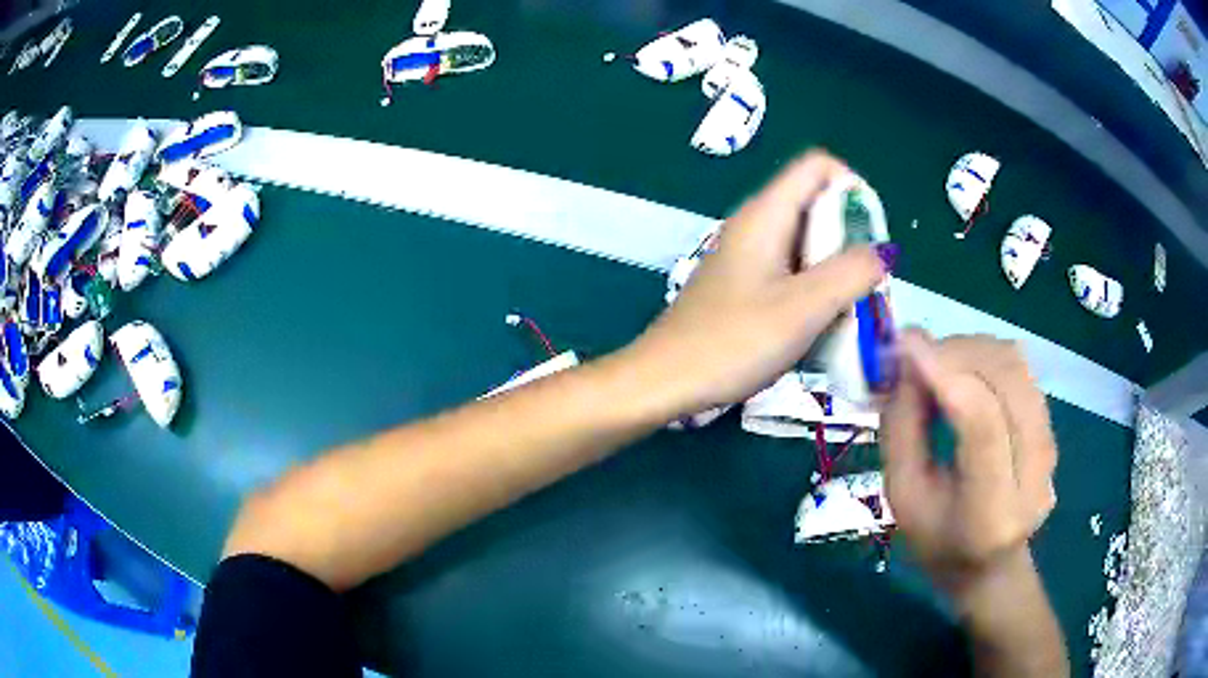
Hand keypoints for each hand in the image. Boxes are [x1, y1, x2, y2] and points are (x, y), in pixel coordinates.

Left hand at [624, 151, 890, 416]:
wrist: (665, 381)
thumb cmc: (732, 342)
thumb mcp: (802, 307)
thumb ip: (850, 273)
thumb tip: (883, 252)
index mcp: (766, 214)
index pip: (818, 166)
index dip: (854, 188)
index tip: (872, 238)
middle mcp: (757, 225)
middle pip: (818, 205)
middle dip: (852, 239)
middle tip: (866, 286)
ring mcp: (749, 256)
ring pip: (808, 244)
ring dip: (837, 271)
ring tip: (850, 312)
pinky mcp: (745, 286)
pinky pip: (793, 272)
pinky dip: (815, 290)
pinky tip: (821, 327)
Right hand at [881, 331, 1057, 585]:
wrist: (990, 565)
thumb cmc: (937, 540)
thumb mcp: (902, 497)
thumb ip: (901, 428)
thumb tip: (905, 359)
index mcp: (991, 512)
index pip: (982, 424)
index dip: (947, 374)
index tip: (906, 343)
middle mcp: (1032, 474)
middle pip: (1005, 381)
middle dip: (955, 353)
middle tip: (916, 354)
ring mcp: (1049, 447)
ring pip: (1015, 366)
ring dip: (971, 349)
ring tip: (938, 363)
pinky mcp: (1052, 427)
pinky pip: (1021, 370)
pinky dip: (986, 356)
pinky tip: (964, 371)